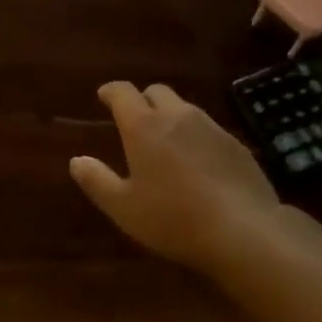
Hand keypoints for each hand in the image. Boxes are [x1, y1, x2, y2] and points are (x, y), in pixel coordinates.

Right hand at [70, 82, 280, 271]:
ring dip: (171, 117)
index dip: (111, 91)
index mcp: (143, 125)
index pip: (123, 91)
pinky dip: (196, 136)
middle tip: (135, 121)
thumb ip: (97, 181)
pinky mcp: (235, 143)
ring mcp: (210, 126)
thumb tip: (76, 160)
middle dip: (142, 100)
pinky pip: (208, 128)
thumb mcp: (124, 208)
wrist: (244, 230)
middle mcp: (176, 115)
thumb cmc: (173, 218)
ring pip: (184, 108)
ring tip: (166, 143)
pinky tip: (198, 163)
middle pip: (156, 91)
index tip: (104, 96)